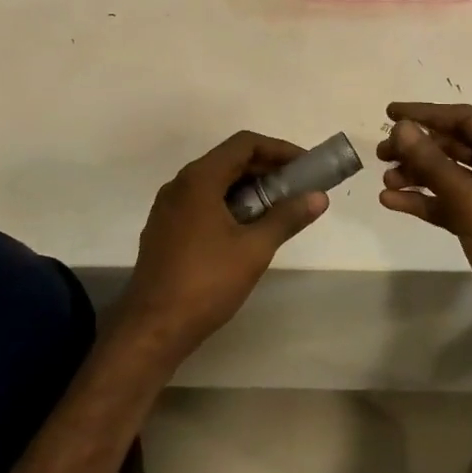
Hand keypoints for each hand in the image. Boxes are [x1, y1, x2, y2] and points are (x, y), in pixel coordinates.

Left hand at [118, 131, 327, 361]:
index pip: (244, 144)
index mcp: (199, 179)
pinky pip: (202, 202)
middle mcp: (180, 184)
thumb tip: (319, 197)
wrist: (152, 328)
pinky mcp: (165, 229)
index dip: (279, 149)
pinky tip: (247, 230)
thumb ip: (287, 217)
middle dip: (266, 169)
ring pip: (215, 182)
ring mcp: (169, 207)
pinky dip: (229, 204)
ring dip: (249, 188)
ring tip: (278, 210)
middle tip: (298, 189)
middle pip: (229, 160)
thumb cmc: (206, 282)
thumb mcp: (254, 249)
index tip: (305, 166)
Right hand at [377, 102, 471, 344]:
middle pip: (453, 147)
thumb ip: (432, 163)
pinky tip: (391, 201)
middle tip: (382, 152)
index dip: (427, 113)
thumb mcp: (470, 199)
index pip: (465, 120)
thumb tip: (400, 128)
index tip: (391, 112)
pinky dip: (420, 201)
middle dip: (417, 148)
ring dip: (415, 175)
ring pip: (446, 176)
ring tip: (386, 179)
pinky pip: (444, 202)